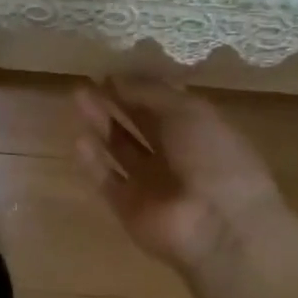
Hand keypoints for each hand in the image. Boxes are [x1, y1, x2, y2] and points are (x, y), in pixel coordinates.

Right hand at [73, 78, 286, 270]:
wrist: (219, 227)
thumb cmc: (213, 158)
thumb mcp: (188, 111)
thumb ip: (150, 93)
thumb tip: (116, 78)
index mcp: (199, 131)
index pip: (163, 105)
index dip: (137, 87)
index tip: (109, 71)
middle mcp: (175, 157)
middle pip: (138, 125)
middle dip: (114, 103)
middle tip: (87, 82)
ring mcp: (151, 184)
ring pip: (119, 149)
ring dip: (100, 124)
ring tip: (77, 98)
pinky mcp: (128, 207)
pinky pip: (107, 179)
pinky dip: (93, 161)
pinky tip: (79, 139)